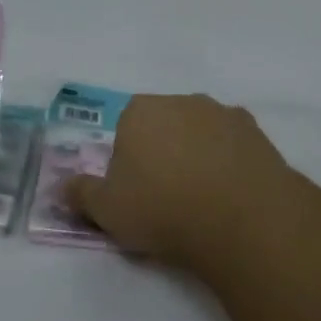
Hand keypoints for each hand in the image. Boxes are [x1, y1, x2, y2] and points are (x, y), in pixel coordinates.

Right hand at [67, 93, 292, 272]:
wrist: (243, 219)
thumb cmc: (162, 209)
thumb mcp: (107, 210)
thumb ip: (81, 195)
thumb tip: (61, 188)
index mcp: (139, 111)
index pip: (125, 128)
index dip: (128, 161)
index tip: (136, 192)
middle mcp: (181, 101)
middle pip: (164, 125)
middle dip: (164, 153)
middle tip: (167, 198)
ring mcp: (224, 114)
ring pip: (202, 133)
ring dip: (200, 156)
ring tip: (204, 202)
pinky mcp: (258, 134)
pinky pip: (235, 147)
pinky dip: (232, 164)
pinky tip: (233, 196)